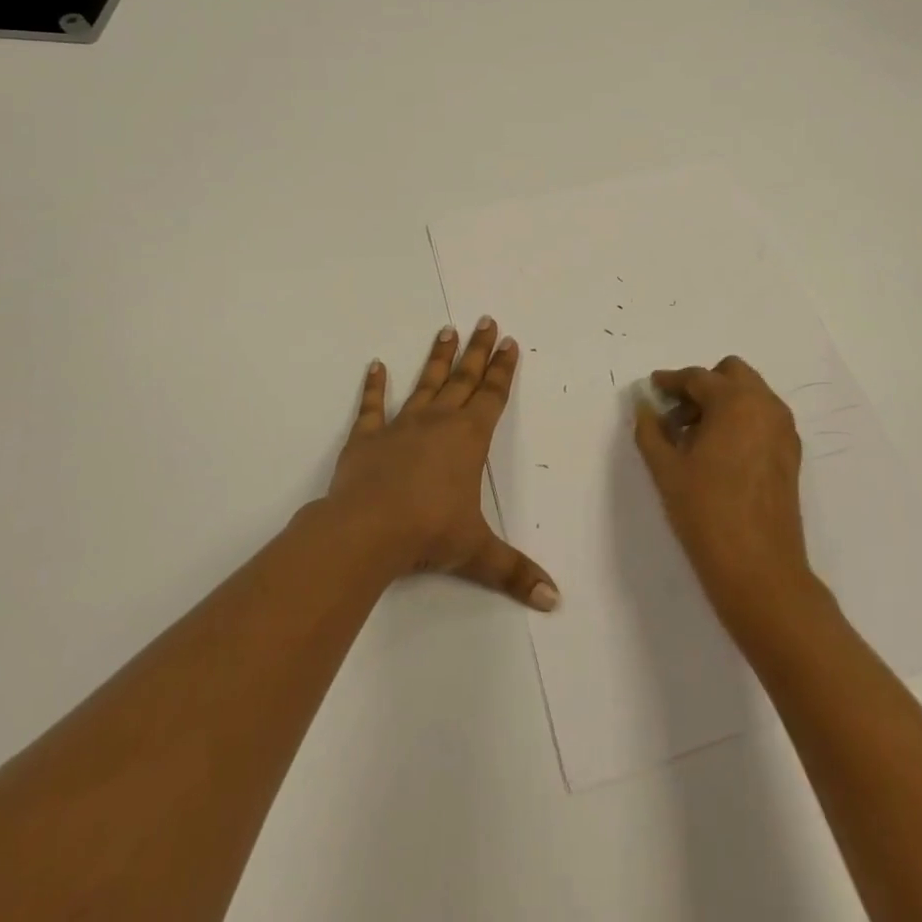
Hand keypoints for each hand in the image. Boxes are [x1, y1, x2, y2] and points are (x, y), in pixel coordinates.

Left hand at [327, 318, 558, 610]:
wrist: (367, 529)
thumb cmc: (429, 533)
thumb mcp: (477, 553)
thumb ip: (515, 572)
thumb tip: (554, 600)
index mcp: (469, 439)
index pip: (492, 396)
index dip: (503, 369)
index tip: (509, 342)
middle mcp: (439, 421)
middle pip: (464, 379)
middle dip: (478, 351)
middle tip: (486, 321)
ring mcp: (401, 425)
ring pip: (426, 383)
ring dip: (438, 358)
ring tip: (446, 330)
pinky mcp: (367, 437)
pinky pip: (372, 406)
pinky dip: (374, 386)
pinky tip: (375, 365)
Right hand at [633, 356, 812, 626]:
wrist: (759, 570)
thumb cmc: (706, 513)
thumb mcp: (666, 469)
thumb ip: (650, 429)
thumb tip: (644, 405)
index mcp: (735, 402)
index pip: (697, 377)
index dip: (670, 381)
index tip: (652, 388)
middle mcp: (765, 406)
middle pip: (731, 374)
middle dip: (703, 385)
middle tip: (676, 412)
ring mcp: (783, 430)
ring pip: (750, 395)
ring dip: (723, 402)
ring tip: (694, 435)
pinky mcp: (791, 454)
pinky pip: (763, 418)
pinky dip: (741, 420)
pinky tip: (718, 452)